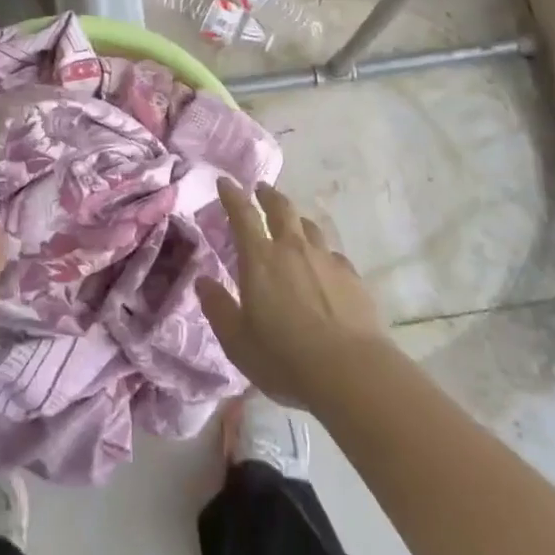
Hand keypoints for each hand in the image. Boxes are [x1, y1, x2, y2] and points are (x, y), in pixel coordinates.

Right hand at [199, 179, 388, 410]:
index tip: (225, 181)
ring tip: (293, 223)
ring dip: (297, 220)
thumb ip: (218, 307)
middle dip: (268, 195)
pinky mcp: (352, 277)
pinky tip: (323, 265)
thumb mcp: (237, 340)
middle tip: (261, 189)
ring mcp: (326, 260)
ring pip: (310, 227)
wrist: (351, 372)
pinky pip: (332, 254)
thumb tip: (202, 281)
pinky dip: (322, 252)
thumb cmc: (284, 358)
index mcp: (260, 259)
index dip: (232, 195)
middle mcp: (293, 249)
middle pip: (281, 209)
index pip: (242, 215)